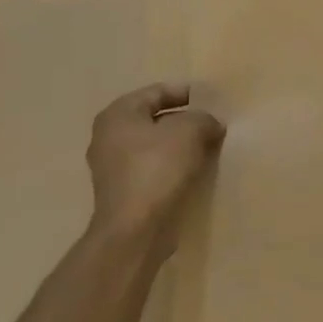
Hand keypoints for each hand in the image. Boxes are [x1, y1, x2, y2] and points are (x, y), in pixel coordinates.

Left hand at [85, 83, 225, 259]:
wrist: (136, 229)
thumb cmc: (157, 168)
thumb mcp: (190, 131)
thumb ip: (203, 118)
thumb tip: (210, 124)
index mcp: (118, 114)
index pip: (156, 92)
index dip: (186, 93)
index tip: (212, 101)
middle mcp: (108, 137)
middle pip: (155, 119)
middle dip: (185, 121)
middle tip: (214, 125)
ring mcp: (113, 167)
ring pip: (155, 146)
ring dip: (181, 146)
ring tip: (209, 148)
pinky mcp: (124, 192)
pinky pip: (153, 169)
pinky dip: (173, 167)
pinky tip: (195, 172)